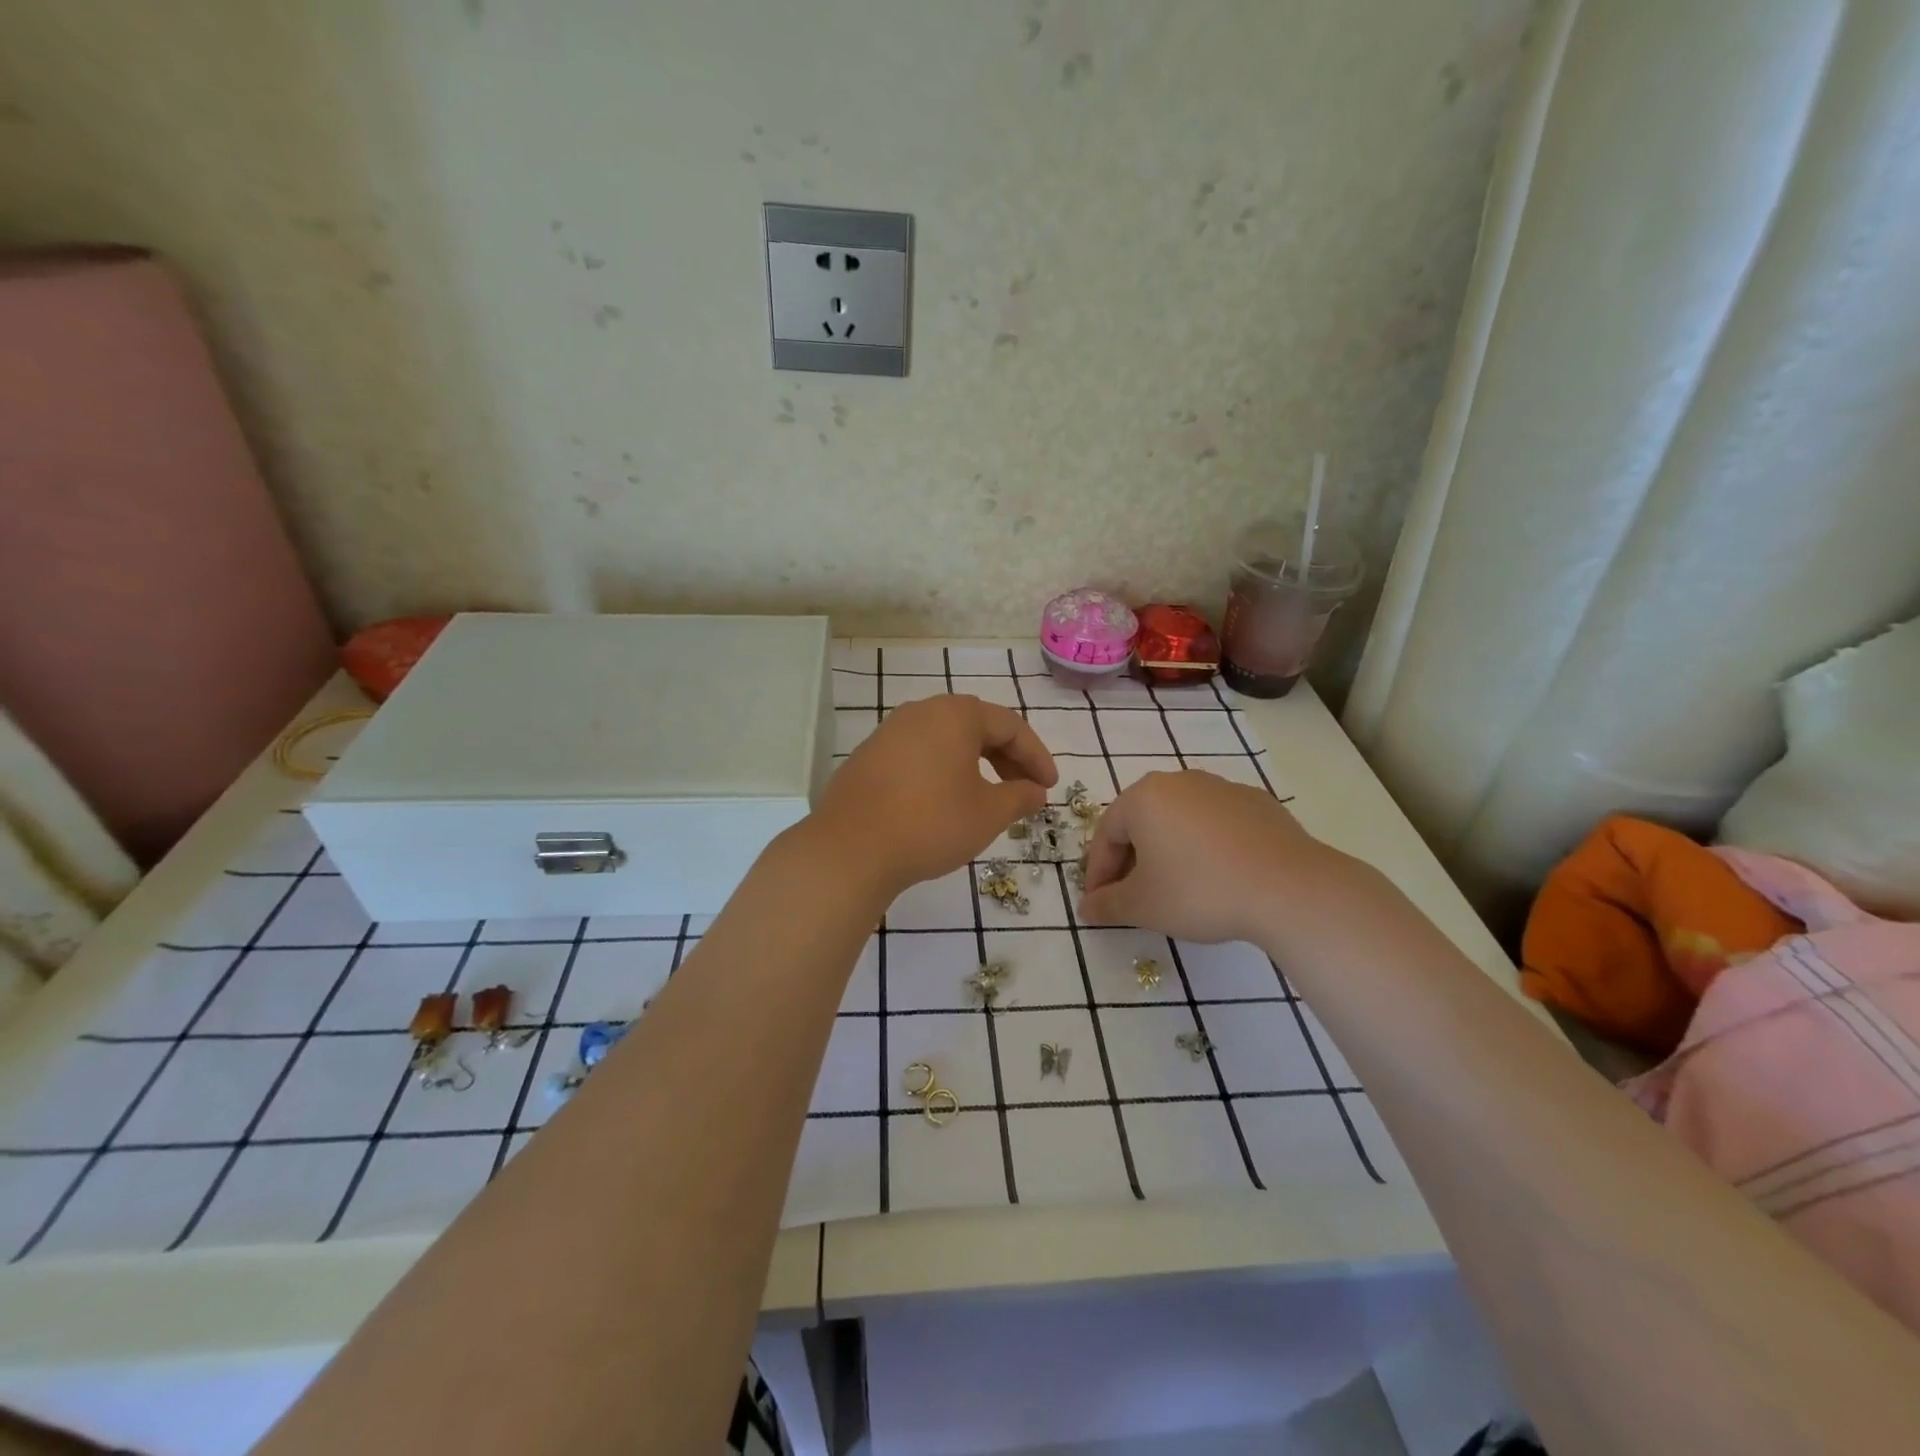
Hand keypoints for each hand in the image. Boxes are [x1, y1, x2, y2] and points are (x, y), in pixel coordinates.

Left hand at [810, 695, 1057, 901]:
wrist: (851, 849)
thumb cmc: (931, 823)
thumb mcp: (988, 813)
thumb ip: (1020, 797)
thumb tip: (1035, 791)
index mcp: (955, 715)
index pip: (1010, 726)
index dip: (1036, 756)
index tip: (1050, 787)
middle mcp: (921, 712)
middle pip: (976, 727)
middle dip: (1007, 758)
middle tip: (1025, 791)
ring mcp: (889, 732)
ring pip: (946, 741)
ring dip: (975, 765)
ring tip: (989, 798)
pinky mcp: (868, 757)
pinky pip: (919, 755)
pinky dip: (943, 771)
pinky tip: (945, 802)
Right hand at [1079, 770, 1349, 944]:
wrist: (1289, 888)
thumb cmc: (1199, 891)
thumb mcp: (1142, 906)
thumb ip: (1107, 905)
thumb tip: (1087, 908)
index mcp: (1143, 797)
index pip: (1106, 834)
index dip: (1098, 873)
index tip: (1100, 905)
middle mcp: (1179, 781)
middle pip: (1141, 822)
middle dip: (1131, 860)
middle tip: (1133, 897)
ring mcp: (1221, 788)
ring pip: (1179, 820)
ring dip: (1168, 851)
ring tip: (1176, 888)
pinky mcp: (1257, 803)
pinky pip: (1216, 824)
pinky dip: (1206, 847)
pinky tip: (1217, 877)